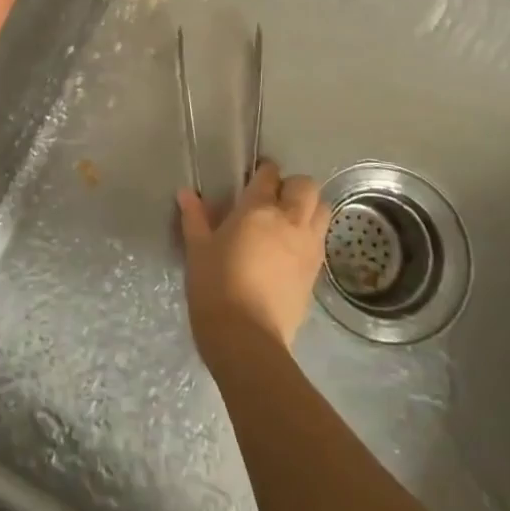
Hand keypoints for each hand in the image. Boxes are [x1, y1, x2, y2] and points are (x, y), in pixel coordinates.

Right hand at [177, 160, 327, 365]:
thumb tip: (186, 193)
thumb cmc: (216, 287)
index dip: (264, 171)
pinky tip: (290, 251)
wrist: (247, 339)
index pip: (270, 174)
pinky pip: (320, 241)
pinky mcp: (316, 274)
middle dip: (293, 187)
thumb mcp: (198, 250)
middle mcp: (290, 221)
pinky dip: (310, 237)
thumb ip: (195, 218)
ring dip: (309, 209)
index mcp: (259, 209)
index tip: (254, 177)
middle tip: (273, 200)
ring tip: (288, 223)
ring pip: (322, 211)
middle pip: (306, 186)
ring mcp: (309, 247)